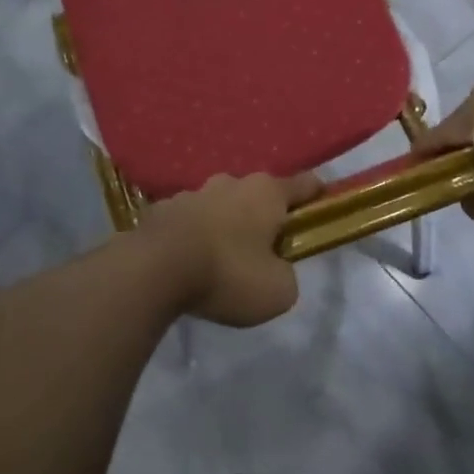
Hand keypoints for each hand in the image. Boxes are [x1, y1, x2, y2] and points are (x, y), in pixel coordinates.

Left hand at [137, 173, 321, 326]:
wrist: (153, 271)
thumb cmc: (227, 275)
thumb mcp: (278, 291)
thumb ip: (287, 275)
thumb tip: (276, 269)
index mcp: (267, 193)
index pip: (305, 184)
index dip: (316, 197)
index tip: (320, 211)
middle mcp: (231, 183)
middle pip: (258, 195)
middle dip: (264, 217)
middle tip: (264, 251)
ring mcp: (193, 192)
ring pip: (220, 206)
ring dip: (226, 225)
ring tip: (220, 260)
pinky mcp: (162, 209)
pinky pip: (189, 220)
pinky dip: (194, 235)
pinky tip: (188, 261)